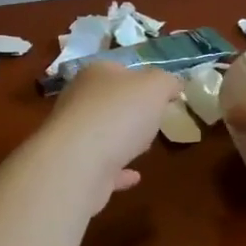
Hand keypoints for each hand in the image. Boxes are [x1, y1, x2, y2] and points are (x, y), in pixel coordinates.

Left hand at [41, 61, 182, 209]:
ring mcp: (73, 136)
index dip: (142, 78)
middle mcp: (78, 101)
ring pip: (102, 133)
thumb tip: (173, 84)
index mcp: (95, 74)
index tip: (162, 94)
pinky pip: (101, 166)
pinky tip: (134, 177)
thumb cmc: (119, 114)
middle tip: (154, 119)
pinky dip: (117, 171)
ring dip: (121, 139)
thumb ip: (167, 82)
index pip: (119, 69)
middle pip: (108, 101)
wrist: (78, 163)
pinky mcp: (74, 168)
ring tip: (144, 146)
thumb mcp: (156, 87)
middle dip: (129, 110)